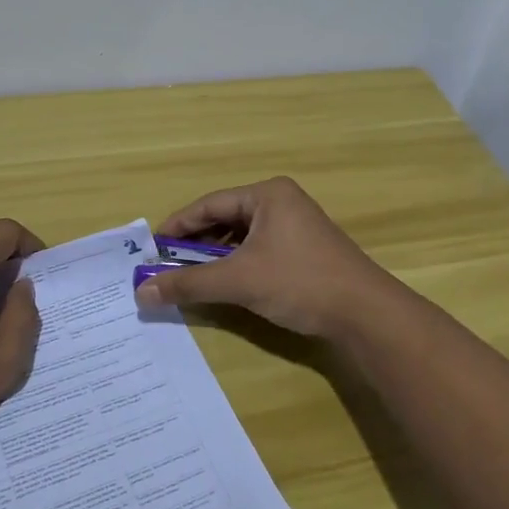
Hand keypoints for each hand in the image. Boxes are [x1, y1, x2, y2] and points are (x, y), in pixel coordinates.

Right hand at [134, 177, 399, 342]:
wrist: (366, 314)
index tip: (152, 248)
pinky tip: (225, 284)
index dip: (177, 225)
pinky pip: (259, 250)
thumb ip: (189, 283)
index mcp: (267, 195)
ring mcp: (296, 226)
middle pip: (225, 218)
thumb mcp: (239, 280)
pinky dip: (237, 265)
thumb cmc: (299, 282)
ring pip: (242, 237)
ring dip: (215, 257)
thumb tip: (142, 292)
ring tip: (190, 277)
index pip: (210, 204)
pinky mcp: (305, 251)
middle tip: (166, 265)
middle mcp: (281, 202)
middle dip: (195, 243)